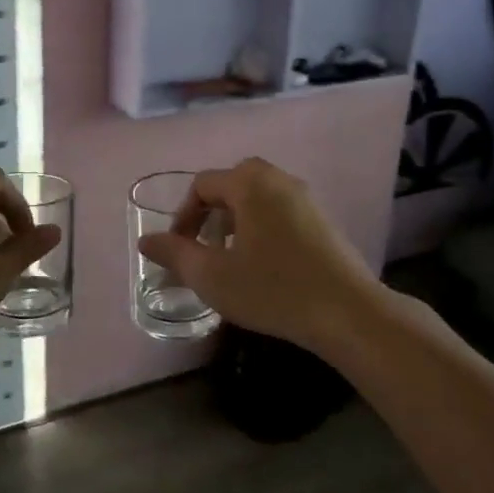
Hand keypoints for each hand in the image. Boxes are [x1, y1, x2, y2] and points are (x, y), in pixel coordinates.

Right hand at [135, 158, 387, 357]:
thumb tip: (146, 240)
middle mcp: (279, 179)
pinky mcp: (323, 219)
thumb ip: (175, 254)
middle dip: (211, 212)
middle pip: (232, 182)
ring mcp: (306, 198)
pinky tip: (264, 263)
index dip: (183, 215)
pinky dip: (262, 225)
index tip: (179, 249)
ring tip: (231, 258)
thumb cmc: (273, 289)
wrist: (347, 312)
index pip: (203, 184)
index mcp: (250, 184)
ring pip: (258, 196)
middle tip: (205, 247)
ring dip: (236, 219)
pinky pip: (280, 209)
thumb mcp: (212, 276)